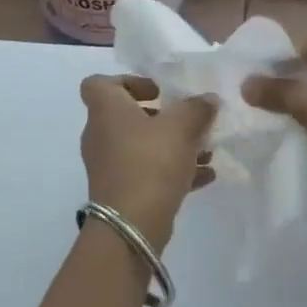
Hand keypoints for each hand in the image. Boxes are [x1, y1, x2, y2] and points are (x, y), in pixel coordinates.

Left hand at [79, 75, 218, 252]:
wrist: (131, 224)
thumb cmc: (151, 162)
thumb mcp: (182, 127)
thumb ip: (197, 108)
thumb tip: (207, 99)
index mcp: (106, 110)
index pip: (98, 83)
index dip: (127, 81)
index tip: (157, 91)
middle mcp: (100, 134)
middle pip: (126, 116)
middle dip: (161, 117)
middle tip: (187, 121)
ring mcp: (108, 165)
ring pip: (141, 146)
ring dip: (172, 145)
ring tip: (206, 151)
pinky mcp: (120, 191)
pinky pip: (147, 172)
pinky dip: (172, 171)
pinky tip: (205, 176)